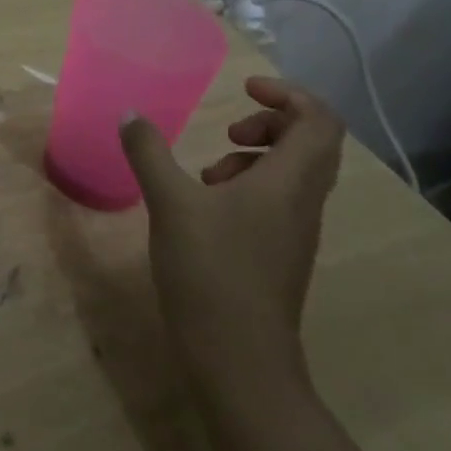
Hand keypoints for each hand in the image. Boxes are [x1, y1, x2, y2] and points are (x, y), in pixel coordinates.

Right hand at [119, 76, 343, 393]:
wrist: (239, 360)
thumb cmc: (210, 271)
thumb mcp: (170, 203)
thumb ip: (149, 152)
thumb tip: (131, 113)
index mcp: (289, 182)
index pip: (319, 120)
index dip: (288, 94)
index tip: (244, 89)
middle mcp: (303, 202)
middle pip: (313, 143)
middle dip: (271, 122)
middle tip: (230, 129)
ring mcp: (296, 231)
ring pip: (295, 174)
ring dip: (256, 157)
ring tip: (209, 172)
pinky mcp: (281, 254)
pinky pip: (280, 201)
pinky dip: (249, 187)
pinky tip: (206, 207)